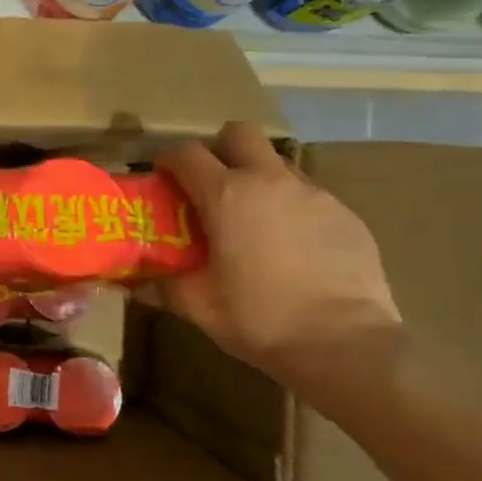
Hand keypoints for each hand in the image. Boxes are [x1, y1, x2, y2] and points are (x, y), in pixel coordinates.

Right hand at [155, 123, 401, 381]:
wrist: (346, 345)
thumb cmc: (260, 319)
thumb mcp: (199, 306)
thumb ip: (163, 287)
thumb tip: (135, 285)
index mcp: (226, 195)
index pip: (186, 153)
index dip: (169, 161)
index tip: (164, 179)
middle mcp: (269, 181)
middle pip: (239, 134)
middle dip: (220, 150)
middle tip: (212, 185)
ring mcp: (314, 194)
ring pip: (277, 164)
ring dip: (259, 179)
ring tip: (254, 221)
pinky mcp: (347, 214)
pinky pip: (310, 196)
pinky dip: (292, 209)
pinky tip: (293, 248)